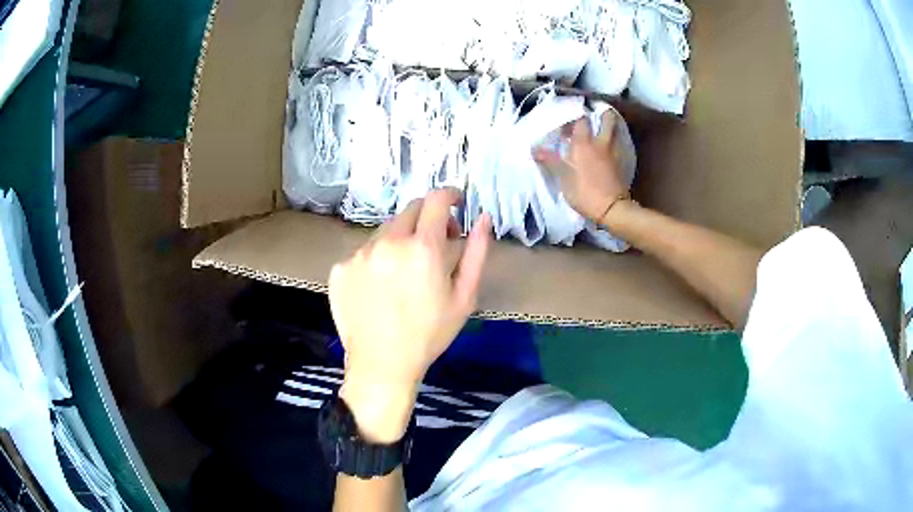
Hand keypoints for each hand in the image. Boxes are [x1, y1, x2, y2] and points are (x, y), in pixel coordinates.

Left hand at [329, 188, 491, 441]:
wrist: (381, 365)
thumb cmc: (429, 334)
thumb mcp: (464, 297)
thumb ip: (477, 252)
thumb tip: (483, 218)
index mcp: (422, 247)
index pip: (436, 199)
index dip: (450, 195)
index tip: (456, 202)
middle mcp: (387, 242)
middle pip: (410, 210)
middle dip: (427, 219)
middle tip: (434, 244)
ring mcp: (359, 254)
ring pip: (385, 231)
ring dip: (399, 241)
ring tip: (403, 274)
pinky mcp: (340, 268)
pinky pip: (363, 252)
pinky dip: (376, 260)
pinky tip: (379, 289)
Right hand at [533, 110, 628, 224]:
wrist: (612, 209)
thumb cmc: (584, 192)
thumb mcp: (563, 178)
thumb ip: (551, 160)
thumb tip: (534, 149)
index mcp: (584, 144)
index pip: (580, 120)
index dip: (574, 116)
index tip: (568, 119)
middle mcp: (601, 143)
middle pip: (607, 120)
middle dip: (603, 113)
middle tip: (596, 113)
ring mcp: (614, 153)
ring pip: (615, 131)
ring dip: (611, 126)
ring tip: (603, 127)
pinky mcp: (622, 163)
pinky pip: (619, 145)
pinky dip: (615, 141)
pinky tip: (609, 147)